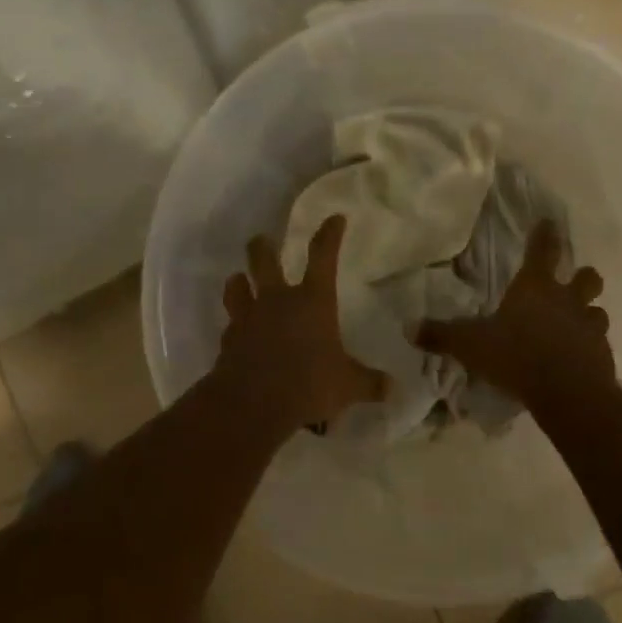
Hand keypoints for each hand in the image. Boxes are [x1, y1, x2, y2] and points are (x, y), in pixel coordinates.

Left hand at [217, 214, 387, 433]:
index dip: (329, 235)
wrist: (252, 403)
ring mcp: (248, 318)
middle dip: (263, 247)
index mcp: (312, 301)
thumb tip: (393, 388)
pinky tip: (237, 333)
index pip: (323, 256)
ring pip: (237, 286)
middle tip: (262, 240)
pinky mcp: (228, 340)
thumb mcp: (348, 386)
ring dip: (239, 281)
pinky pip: (230, 325)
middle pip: (264, 260)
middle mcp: (277, 300)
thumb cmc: (308, 384)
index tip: (334, 219)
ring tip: (240, 280)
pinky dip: (234, 326)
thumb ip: (369, 383)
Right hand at [413, 220, 613, 409]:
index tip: (549, 222)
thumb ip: (441, 335)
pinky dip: (590, 347)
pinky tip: (578, 359)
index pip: (543, 250)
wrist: (567, 392)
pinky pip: (599, 344)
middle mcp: (567, 300)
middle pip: (587, 277)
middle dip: (582, 276)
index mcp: (535, 288)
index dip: (545, 234)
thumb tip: (408, 327)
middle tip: (572, 283)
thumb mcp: (470, 345)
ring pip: (598, 311)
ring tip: (576, 325)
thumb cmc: (516, 355)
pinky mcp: (602, 355)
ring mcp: (589, 327)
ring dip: (589, 314)